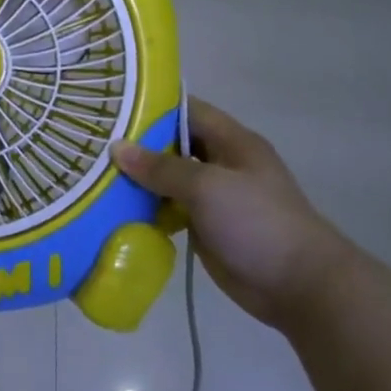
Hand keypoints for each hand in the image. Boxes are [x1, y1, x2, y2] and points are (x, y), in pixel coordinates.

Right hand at [112, 99, 353, 327]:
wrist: (298, 286)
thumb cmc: (257, 222)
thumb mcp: (207, 186)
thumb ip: (161, 167)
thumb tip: (116, 148)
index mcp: (231, 141)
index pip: (186, 110)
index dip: (151, 105)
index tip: (110, 105)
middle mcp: (221, 163)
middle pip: (172, 143)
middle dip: (136, 143)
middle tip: (92, 140)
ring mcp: (213, 196)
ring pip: (167, 178)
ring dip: (137, 177)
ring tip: (92, 171)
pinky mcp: (204, 225)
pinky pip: (168, 208)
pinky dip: (145, 207)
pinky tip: (113, 206)